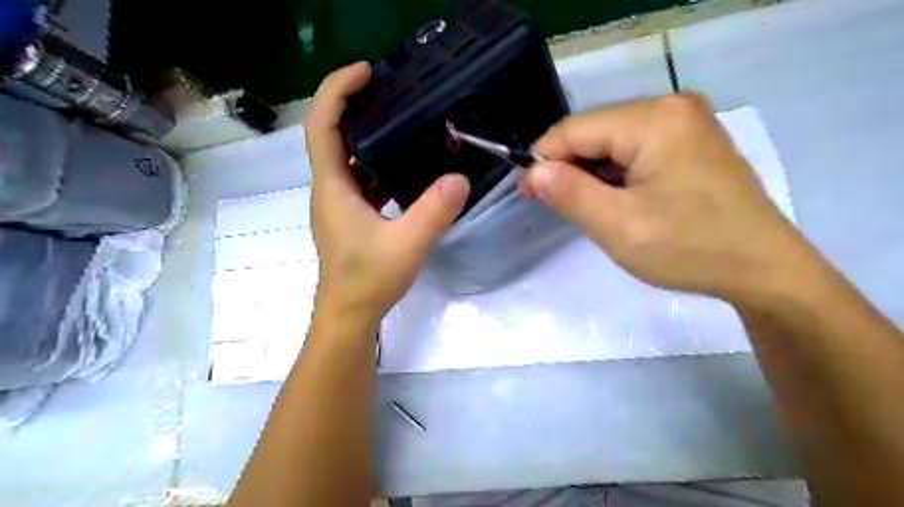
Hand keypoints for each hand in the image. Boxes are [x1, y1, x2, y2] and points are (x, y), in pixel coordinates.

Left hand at [306, 63, 469, 322]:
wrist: (350, 315)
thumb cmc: (368, 281)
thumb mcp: (407, 245)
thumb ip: (434, 212)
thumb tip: (461, 178)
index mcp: (333, 187)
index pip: (322, 125)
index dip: (337, 91)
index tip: (366, 72)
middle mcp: (331, 188)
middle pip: (333, 134)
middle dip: (356, 105)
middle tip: (392, 90)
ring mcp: (341, 203)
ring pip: (349, 158)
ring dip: (369, 135)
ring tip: (403, 121)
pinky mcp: (352, 216)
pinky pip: (362, 179)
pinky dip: (379, 164)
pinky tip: (406, 166)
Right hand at [523, 93, 811, 300]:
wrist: (763, 269)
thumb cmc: (689, 249)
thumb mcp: (618, 226)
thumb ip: (570, 193)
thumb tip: (533, 171)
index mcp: (654, 120)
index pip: (574, 129)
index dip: (542, 158)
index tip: (525, 192)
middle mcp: (671, 107)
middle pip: (594, 131)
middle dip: (567, 167)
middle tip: (553, 204)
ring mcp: (685, 122)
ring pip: (612, 141)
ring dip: (590, 172)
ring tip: (585, 207)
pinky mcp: (691, 141)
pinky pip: (635, 149)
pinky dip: (614, 173)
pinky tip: (614, 199)